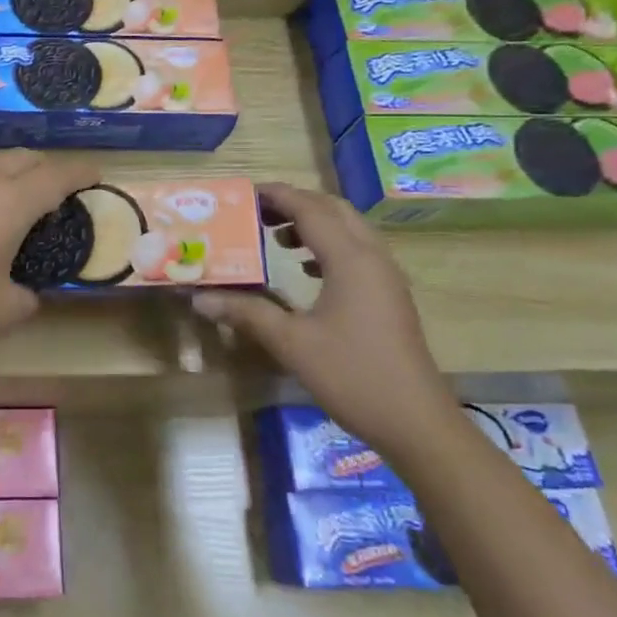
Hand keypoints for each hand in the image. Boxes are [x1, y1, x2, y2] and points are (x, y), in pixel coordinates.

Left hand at [0, 152, 100, 360]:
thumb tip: (27, 291)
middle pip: (24, 157)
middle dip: (46, 170)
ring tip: (10, 201)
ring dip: (9, 173)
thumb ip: (28, 296)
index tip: (96, 174)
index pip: (58, 175)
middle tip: (54, 195)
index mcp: (11, 201)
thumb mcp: (4, 311)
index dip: (82, 172)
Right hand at [194, 184, 451, 456]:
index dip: (277, 195)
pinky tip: (305, 270)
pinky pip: (357, 251)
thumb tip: (199, 298)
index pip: (309, 209)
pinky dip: (328, 246)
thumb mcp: (292, 344)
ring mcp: (386, 276)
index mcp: (350, 259)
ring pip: (348, 229)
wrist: (417, 423)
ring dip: (313, 223)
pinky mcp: (389, 295)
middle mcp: (372, 257)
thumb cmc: (353, 376)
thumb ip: (246, 313)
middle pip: (333, 210)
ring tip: (275, 238)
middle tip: (256, 212)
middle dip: (295, 204)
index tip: (243, 193)